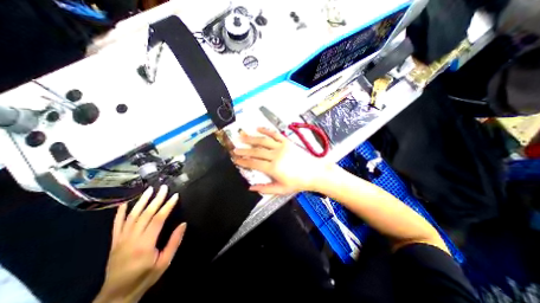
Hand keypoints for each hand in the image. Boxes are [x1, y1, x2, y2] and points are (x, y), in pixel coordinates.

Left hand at [96, 185, 188, 302]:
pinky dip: (120, 213)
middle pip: (145, 214)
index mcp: (145, 244)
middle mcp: (131, 238)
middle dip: (156, 199)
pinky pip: (116, 224)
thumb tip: (183, 224)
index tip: (175, 196)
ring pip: (132, 216)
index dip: (167, 206)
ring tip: (149, 190)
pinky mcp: (114, 242)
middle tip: (163, 188)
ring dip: (141, 201)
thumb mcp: (164, 262)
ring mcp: (121, 239)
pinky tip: (125, 203)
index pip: (158, 219)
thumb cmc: (145, 277)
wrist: (116, 295)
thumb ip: (174, 242)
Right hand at [231, 126, 328, 193]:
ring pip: (263, 140)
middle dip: (244, 150)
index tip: (235, 159)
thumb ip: (265, 188)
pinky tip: (258, 128)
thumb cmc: (298, 182)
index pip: (254, 163)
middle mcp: (276, 155)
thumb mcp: (281, 189)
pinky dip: (266, 130)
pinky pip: (275, 134)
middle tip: (235, 148)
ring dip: (251, 138)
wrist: (314, 173)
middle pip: (256, 151)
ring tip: (241, 135)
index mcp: (274, 168)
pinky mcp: (287, 142)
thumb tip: (251, 188)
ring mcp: (282, 147)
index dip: (243, 161)